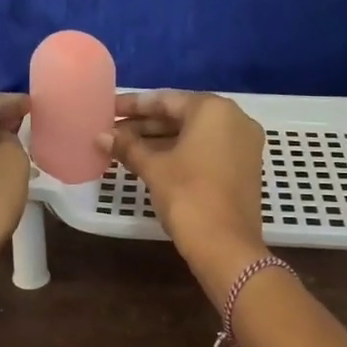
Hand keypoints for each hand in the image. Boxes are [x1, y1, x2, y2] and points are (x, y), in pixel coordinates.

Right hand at [102, 91, 265, 298]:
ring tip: (124, 147)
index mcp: (213, 109)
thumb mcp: (154, 168)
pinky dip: (181, 153)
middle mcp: (234, 119)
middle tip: (112, 130)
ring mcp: (244, 144)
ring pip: (194, 134)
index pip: (165, 100)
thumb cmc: (188, 196)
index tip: (108, 109)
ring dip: (160, 140)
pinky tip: (151, 161)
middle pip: (181, 115)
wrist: (226, 246)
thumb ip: (127, 147)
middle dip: (145, 124)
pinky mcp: (245, 167)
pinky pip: (207, 149)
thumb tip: (101, 136)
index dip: (133, 106)